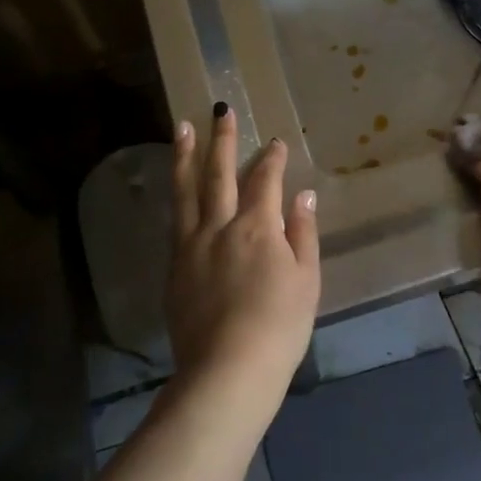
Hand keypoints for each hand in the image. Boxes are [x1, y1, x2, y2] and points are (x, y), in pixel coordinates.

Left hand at [166, 105, 320, 408]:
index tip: (276, 142)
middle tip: (220, 110)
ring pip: (186, 192)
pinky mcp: (174, 269)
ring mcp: (191, 247)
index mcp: (256, 227)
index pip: (265, 181)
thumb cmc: (279, 326)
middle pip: (218, 174)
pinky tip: (178, 191)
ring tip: (181, 128)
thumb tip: (302, 195)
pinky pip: (175, 222)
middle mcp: (219, 227)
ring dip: (184, 156)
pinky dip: (178, 198)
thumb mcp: (306, 279)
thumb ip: (302, 232)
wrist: (228, 370)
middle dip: (222, 140)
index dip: (272, 159)